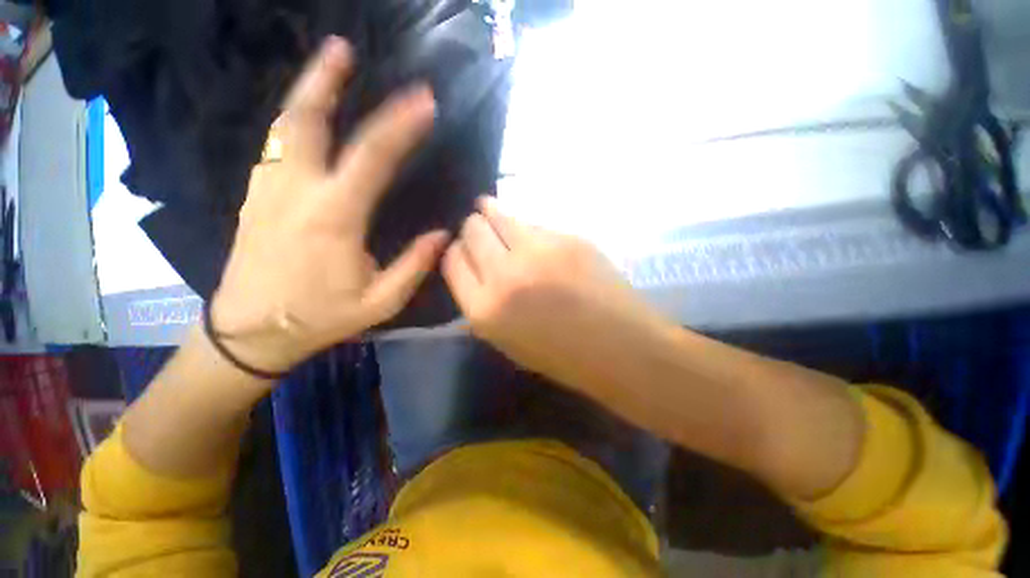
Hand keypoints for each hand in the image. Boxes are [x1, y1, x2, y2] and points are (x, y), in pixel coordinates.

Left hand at [211, 36, 446, 374]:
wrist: (251, 332)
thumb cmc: (320, 318)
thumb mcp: (380, 302)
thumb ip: (413, 266)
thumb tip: (442, 235)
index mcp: (333, 218)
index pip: (372, 158)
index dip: (400, 126)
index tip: (424, 101)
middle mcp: (296, 191)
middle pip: (306, 119)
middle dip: (326, 79)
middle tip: (343, 47)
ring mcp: (267, 189)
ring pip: (284, 126)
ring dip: (307, 92)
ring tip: (329, 67)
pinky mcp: (254, 195)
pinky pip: (276, 145)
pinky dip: (294, 120)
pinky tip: (309, 116)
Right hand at [442, 197, 668, 391]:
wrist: (620, 347)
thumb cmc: (562, 356)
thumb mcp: (507, 341)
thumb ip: (483, 304)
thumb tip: (473, 271)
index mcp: (485, 310)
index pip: (452, 262)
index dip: (455, 252)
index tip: (463, 250)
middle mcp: (504, 275)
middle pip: (472, 231)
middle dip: (472, 229)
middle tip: (480, 231)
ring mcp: (538, 251)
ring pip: (498, 214)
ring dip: (490, 212)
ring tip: (489, 209)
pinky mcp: (566, 237)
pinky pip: (533, 223)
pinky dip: (526, 227)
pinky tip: (532, 235)